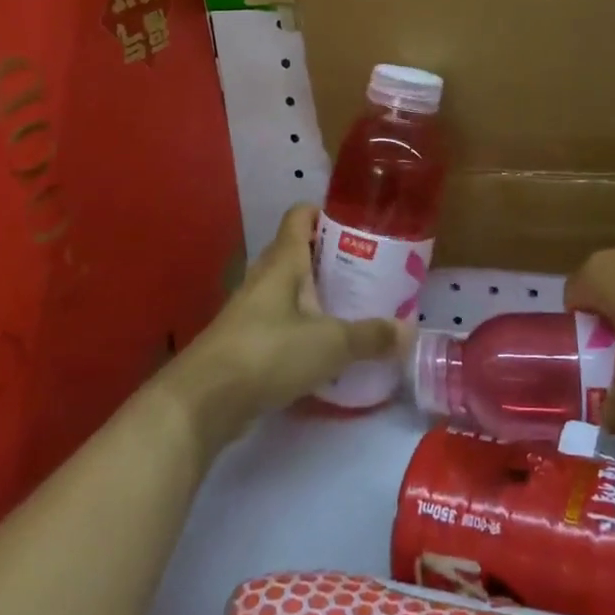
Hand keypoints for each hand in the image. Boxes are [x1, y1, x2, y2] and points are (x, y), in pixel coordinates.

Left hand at [171, 205, 398, 446]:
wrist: (203, 402)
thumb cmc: (268, 353)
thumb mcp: (330, 344)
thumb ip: (371, 336)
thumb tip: (410, 331)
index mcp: (283, 261)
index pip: (300, 216)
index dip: (326, 213)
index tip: (357, 225)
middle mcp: (265, 277)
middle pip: (298, 252)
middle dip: (331, 258)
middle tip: (368, 270)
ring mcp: (251, 310)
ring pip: (289, 290)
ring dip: (318, 295)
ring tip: (354, 307)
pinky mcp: (245, 342)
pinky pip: (281, 322)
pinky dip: (304, 327)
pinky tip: (327, 348)